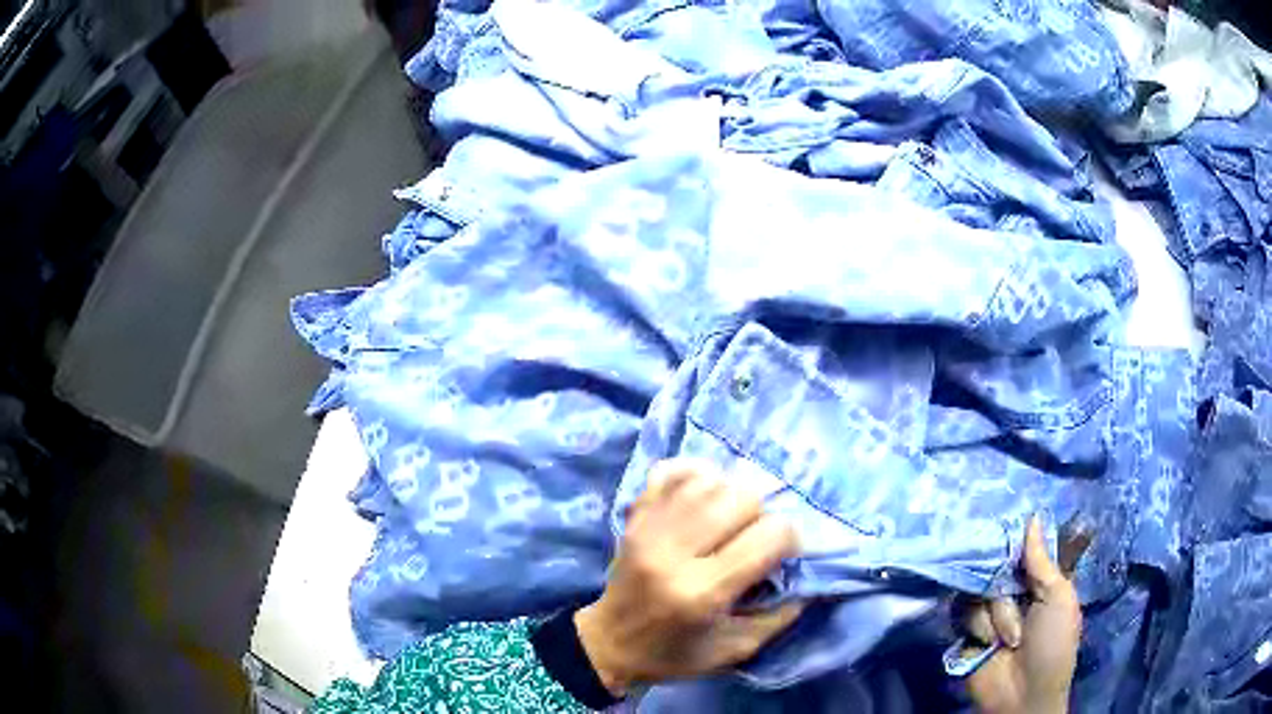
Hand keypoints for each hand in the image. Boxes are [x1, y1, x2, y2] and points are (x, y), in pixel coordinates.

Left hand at [575, 459, 802, 694]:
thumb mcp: (734, 650)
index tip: (784, 554)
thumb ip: (779, 616)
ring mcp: (649, 529)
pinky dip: (696, 474)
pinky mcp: (634, 517)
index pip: (768, 536)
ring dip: (732, 493)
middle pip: (742, 498)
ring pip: (710, 479)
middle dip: (762, 515)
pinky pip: (671, 471)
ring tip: (730, 519)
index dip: (789, 539)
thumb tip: (807, 576)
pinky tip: (704, 494)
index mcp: (703, 592)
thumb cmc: (674, 653)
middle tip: (753, 537)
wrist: (608, 644)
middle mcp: (674, 553)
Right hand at [962, 516, 1083, 713]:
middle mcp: (1011, 592)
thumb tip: (1033, 516)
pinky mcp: (966, 631)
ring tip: (1009, 640)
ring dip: (996, 616)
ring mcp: (988, 612)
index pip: (1021, 548)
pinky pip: (962, 612)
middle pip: (996, 566)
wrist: (1023, 694)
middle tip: (1015, 599)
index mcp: (1038, 581)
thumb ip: (1042, 561)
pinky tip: (988, 643)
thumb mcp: (1058, 598)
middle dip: (1005, 588)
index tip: (1006, 525)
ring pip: (979, 590)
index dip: (1014, 539)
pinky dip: (978, 628)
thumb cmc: (1053, 644)